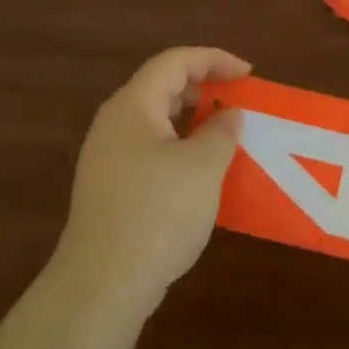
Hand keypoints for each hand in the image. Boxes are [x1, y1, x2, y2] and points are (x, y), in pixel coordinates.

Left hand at [52, 46, 249, 317]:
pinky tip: (201, 175)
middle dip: (204, 88)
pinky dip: (180, 148)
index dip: (214, 59)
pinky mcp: (109, 190)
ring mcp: (107, 159)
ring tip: (225, 136)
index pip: (175, 62)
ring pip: (157, 121)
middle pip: (162, 87)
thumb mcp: (203, 166)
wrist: (101, 288)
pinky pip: (150, 150)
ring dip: (193, 121)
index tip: (248, 75)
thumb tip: (228, 115)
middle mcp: (115, 124)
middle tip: (237, 102)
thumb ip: (222, 131)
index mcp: (133, 106)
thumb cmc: (157, 214)